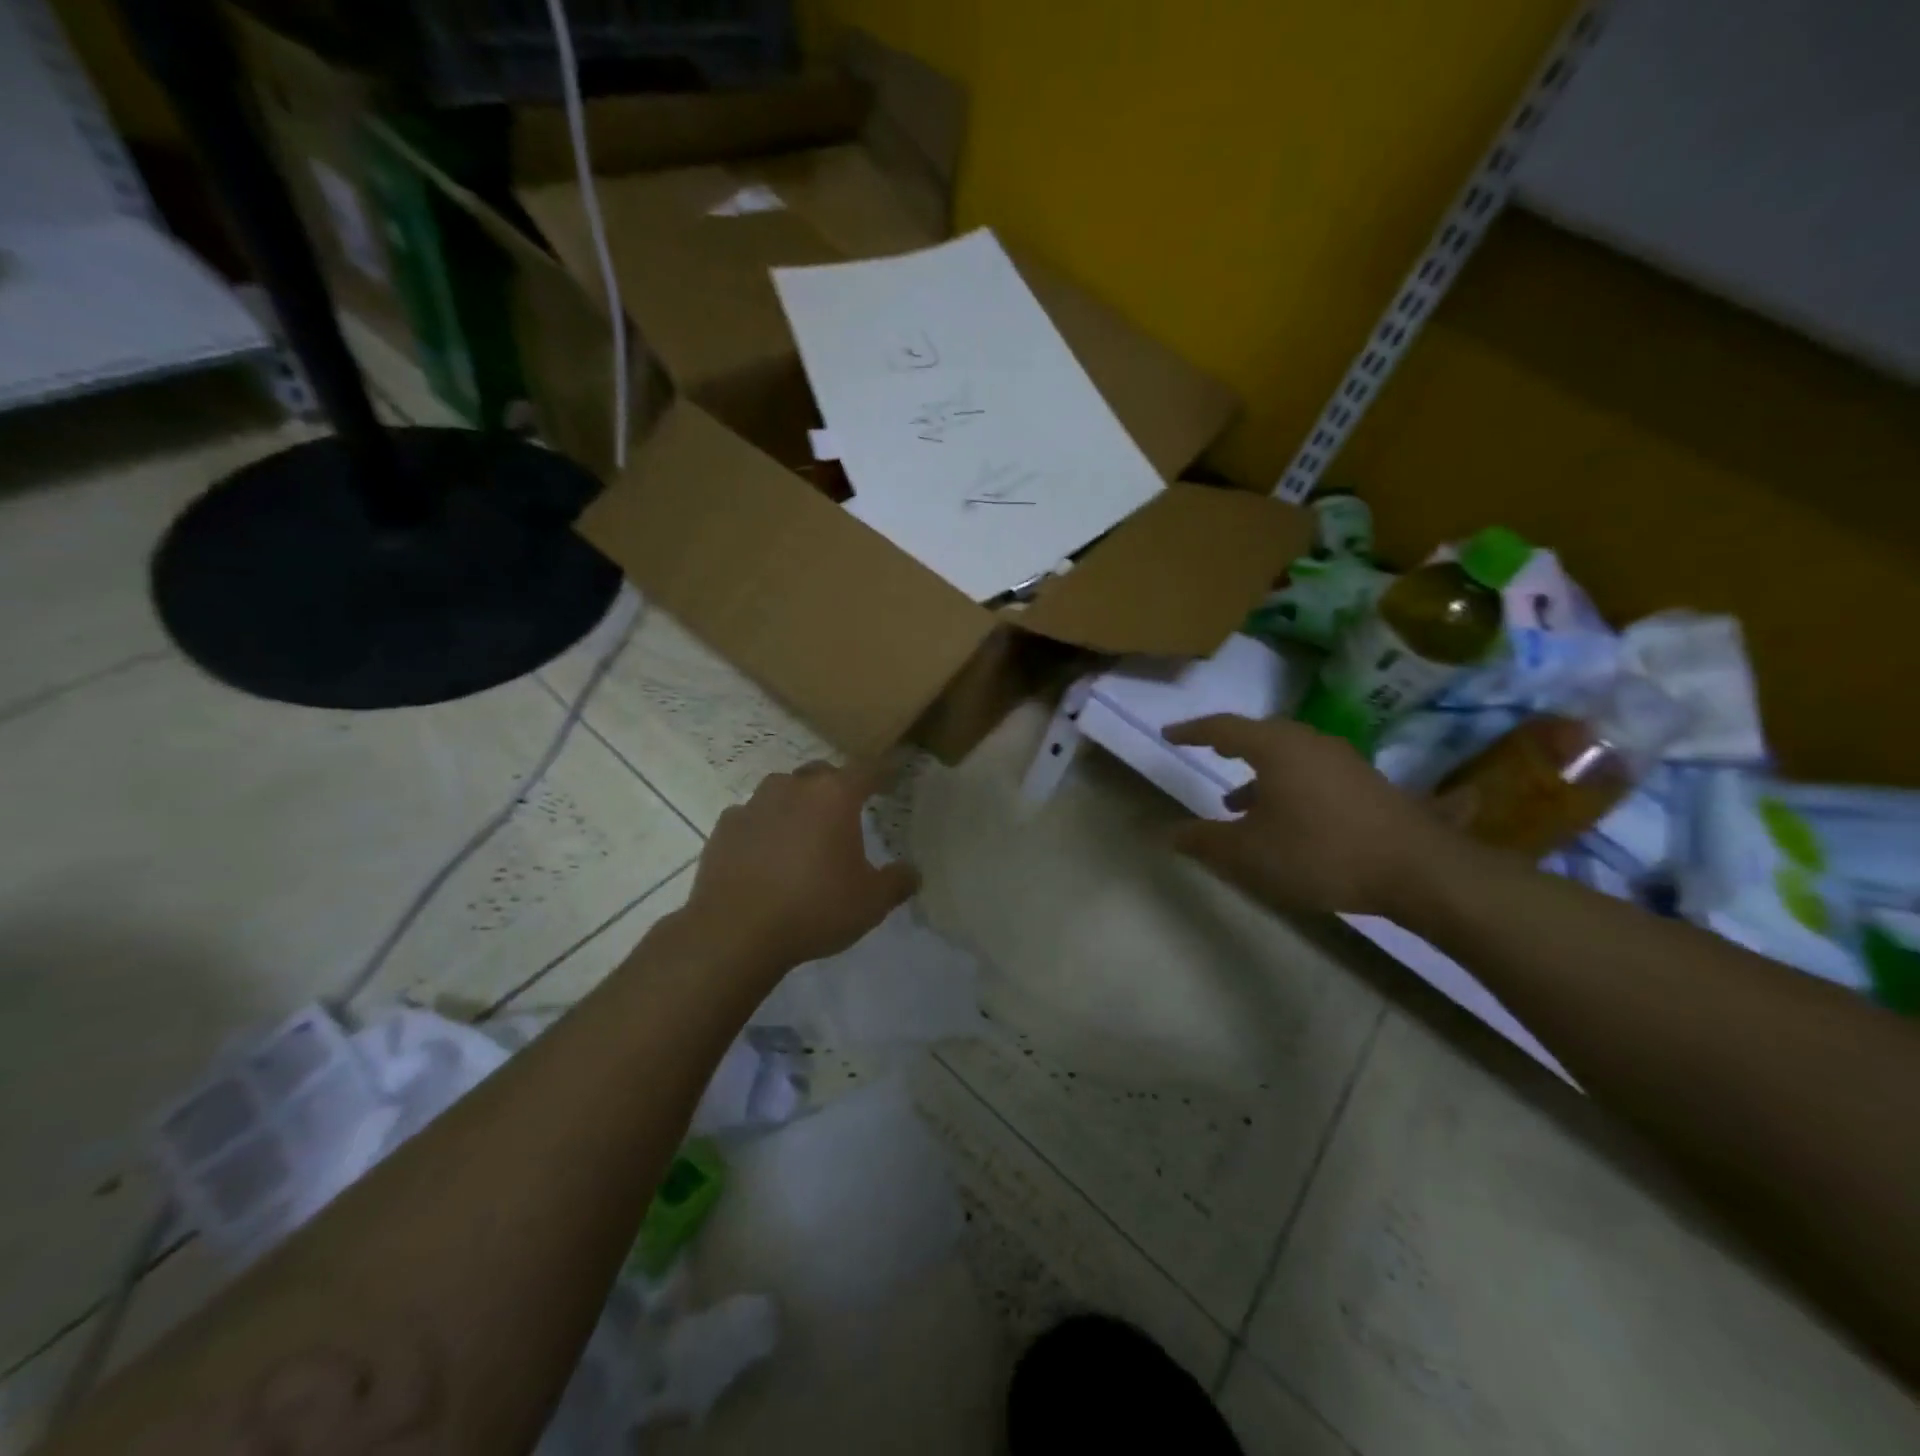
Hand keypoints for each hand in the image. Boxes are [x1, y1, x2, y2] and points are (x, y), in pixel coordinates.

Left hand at [682, 760, 919, 968]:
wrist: (734, 932)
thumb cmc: (814, 908)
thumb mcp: (871, 902)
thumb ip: (897, 882)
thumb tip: (912, 873)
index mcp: (834, 796)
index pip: (868, 770)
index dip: (883, 773)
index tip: (892, 778)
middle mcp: (794, 788)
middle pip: (822, 774)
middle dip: (837, 787)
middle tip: (847, 811)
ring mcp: (754, 804)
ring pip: (783, 790)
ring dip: (797, 803)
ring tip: (804, 832)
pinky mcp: (724, 827)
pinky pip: (752, 816)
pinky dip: (764, 827)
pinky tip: (766, 853)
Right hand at [1164, 714, 1454, 918]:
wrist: (1417, 869)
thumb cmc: (1319, 851)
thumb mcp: (1249, 853)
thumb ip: (1206, 841)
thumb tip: (1172, 833)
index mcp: (1276, 748)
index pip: (1223, 728)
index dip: (1192, 731)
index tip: (1169, 734)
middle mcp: (1310, 743)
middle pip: (1261, 736)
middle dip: (1231, 747)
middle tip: (1210, 754)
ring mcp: (1344, 761)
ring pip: (1289, 757)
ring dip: (1260, 775)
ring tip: (1239, 805)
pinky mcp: (1368, 784)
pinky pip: (1314, 774)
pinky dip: (1289, 787)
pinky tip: (1289, 820)